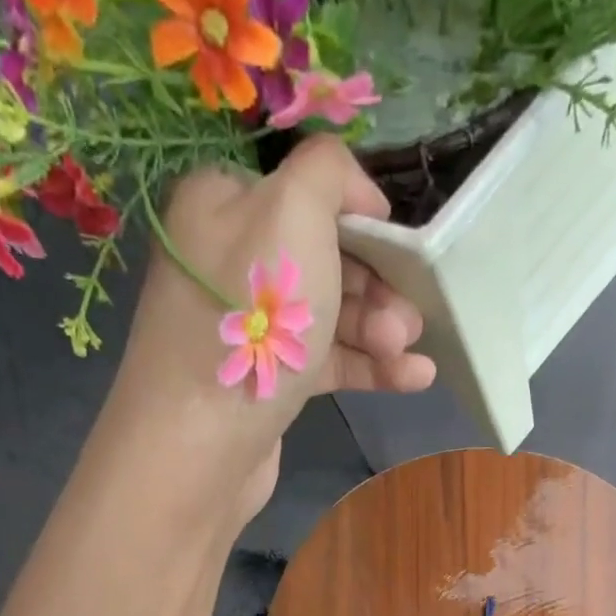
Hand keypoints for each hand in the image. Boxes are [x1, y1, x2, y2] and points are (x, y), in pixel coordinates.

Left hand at [104, 136, 435, 525]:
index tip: (400, 246)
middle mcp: (230, 260)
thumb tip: (357, 191)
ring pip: (330, 315)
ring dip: (379, 329)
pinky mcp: (267, 382)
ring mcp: (247, 328)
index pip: (305, 193)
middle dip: (377, 285)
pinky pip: (325, 362)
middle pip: (324, 259)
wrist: (201, 443)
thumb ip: (329, 172)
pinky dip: (369, 366)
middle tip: (407, 317)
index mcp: (223, 204)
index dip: (359, 217)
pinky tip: (413, 378)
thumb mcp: (293, 212)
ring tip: (407, 350)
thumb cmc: (250, 317)